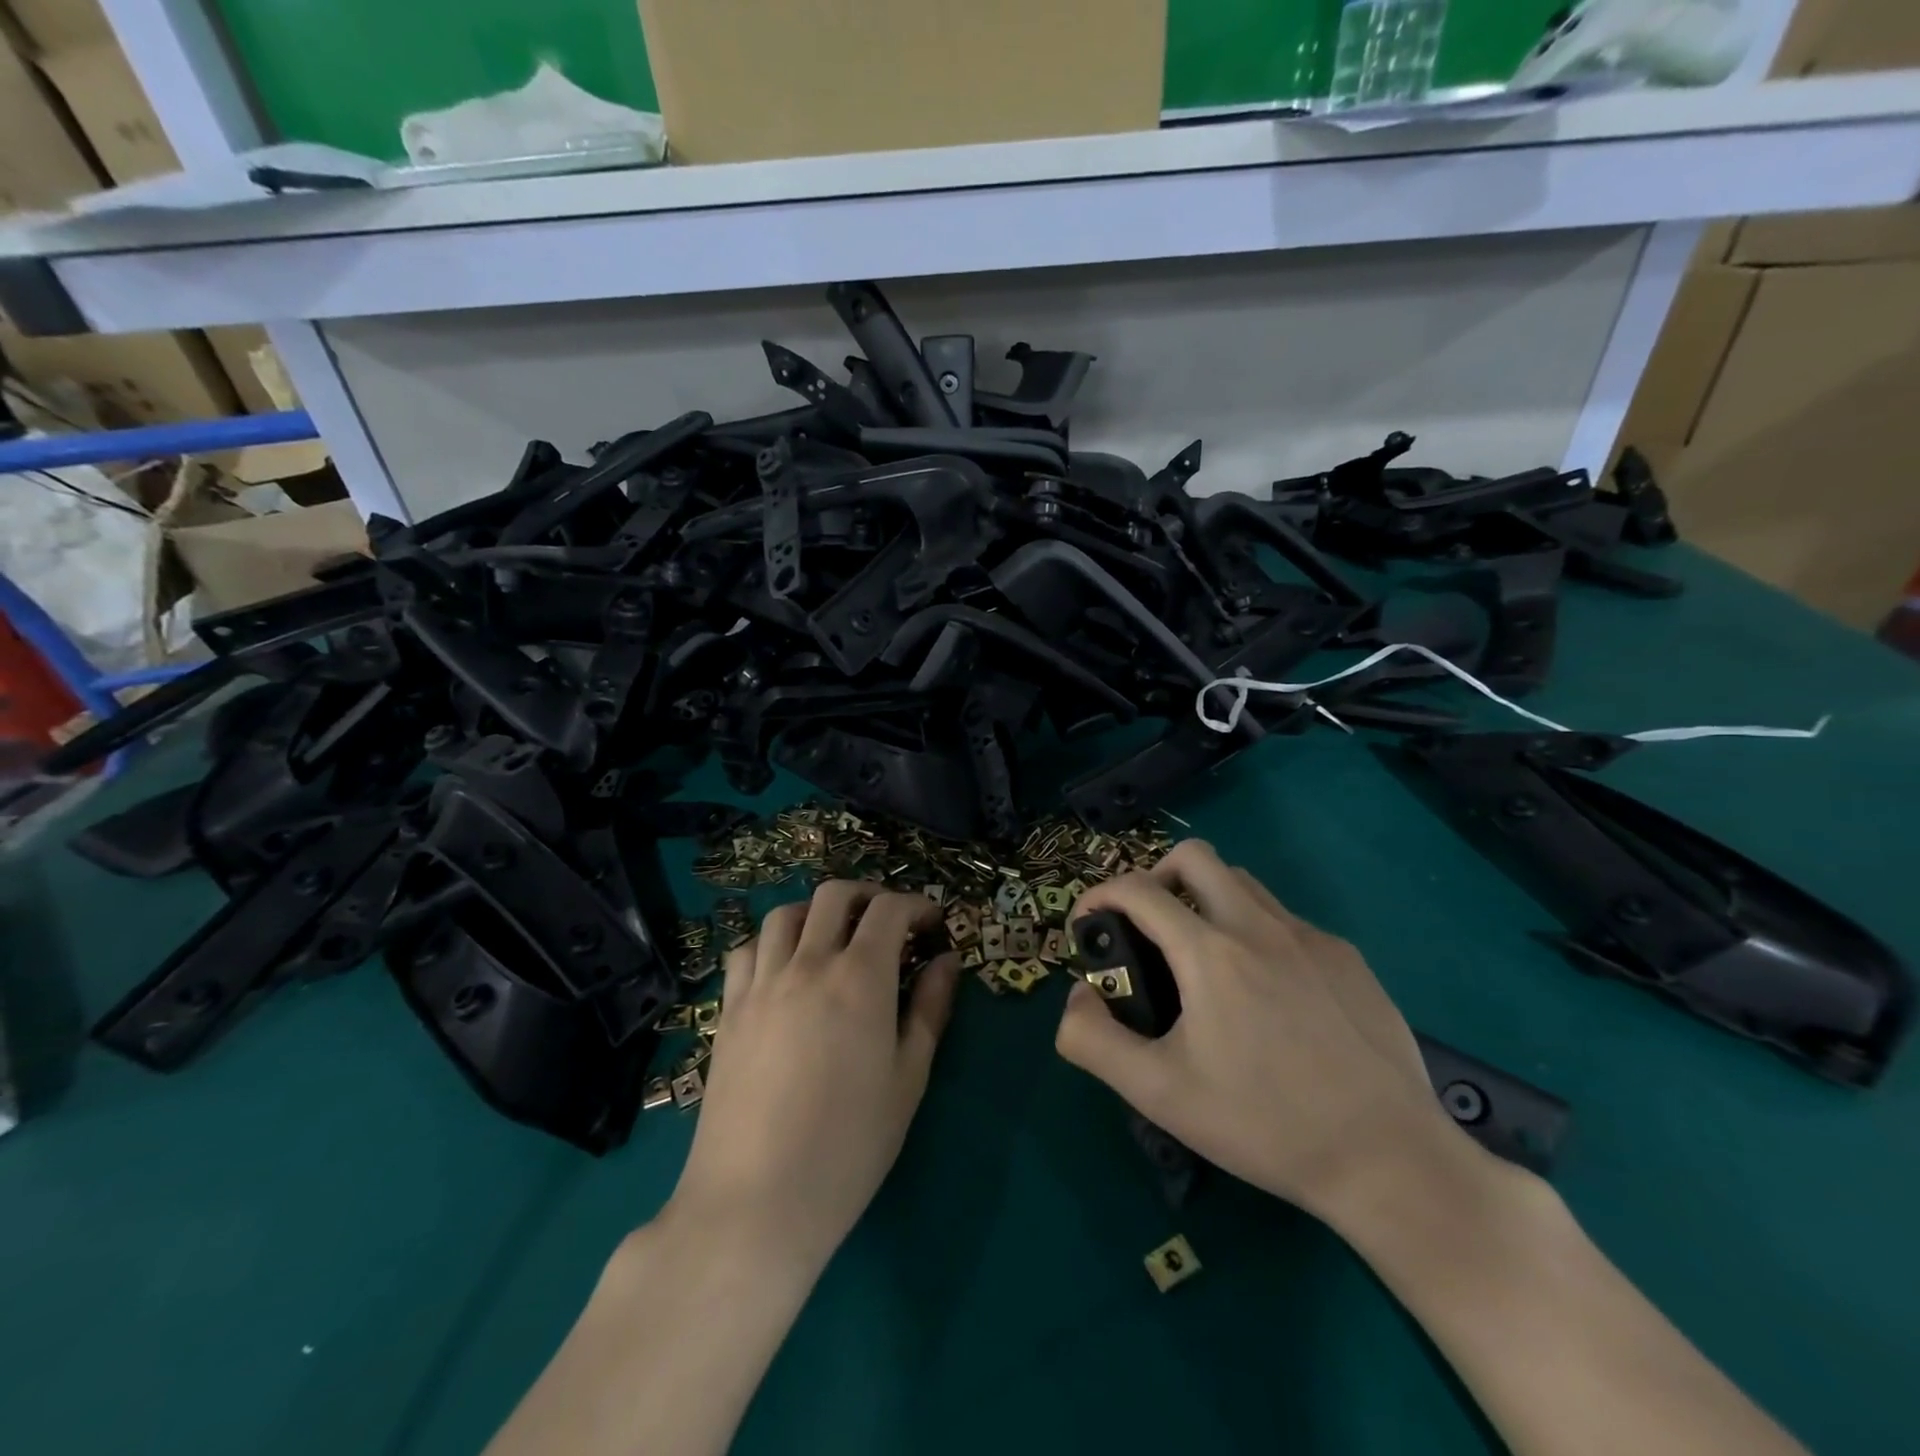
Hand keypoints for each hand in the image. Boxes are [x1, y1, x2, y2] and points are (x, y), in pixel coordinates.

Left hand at [664, 883, 960, 1275]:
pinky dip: (772, 941)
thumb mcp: (908, 1079)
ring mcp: (762, 983)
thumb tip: (947, 961)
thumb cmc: (849, 1146)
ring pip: (786, 913)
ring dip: (817, 912)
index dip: (917, 905)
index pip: (890, 910)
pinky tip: (784, 968)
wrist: (756, 1201)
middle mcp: (808, 964)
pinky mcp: (730, 1008)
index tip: (932, 924)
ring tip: (834, 937)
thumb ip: (930, 1010)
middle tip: (888, 922)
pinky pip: (747, 949)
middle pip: (835, 895)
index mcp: (860, 978)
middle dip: (869, 895)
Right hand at [1055, 840, 1459, 1220]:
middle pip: (1194, 856)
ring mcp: (1310, 937)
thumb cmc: (1265, 1125)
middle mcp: (1259, 926)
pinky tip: (1265, 992)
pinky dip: (1254, 930)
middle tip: (1147, 927)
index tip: (1087, 924)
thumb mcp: (1159, 1094)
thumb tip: (1074, 999)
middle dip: (1155, 876)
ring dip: (1206, 898)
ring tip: (1200, 957)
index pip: (1137, 890)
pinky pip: (1285, 919)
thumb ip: (1093, 1041)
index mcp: (1210, 952)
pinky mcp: (1348, 958)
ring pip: (1242, 882)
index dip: (1098, 895)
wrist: (1390, 1161)